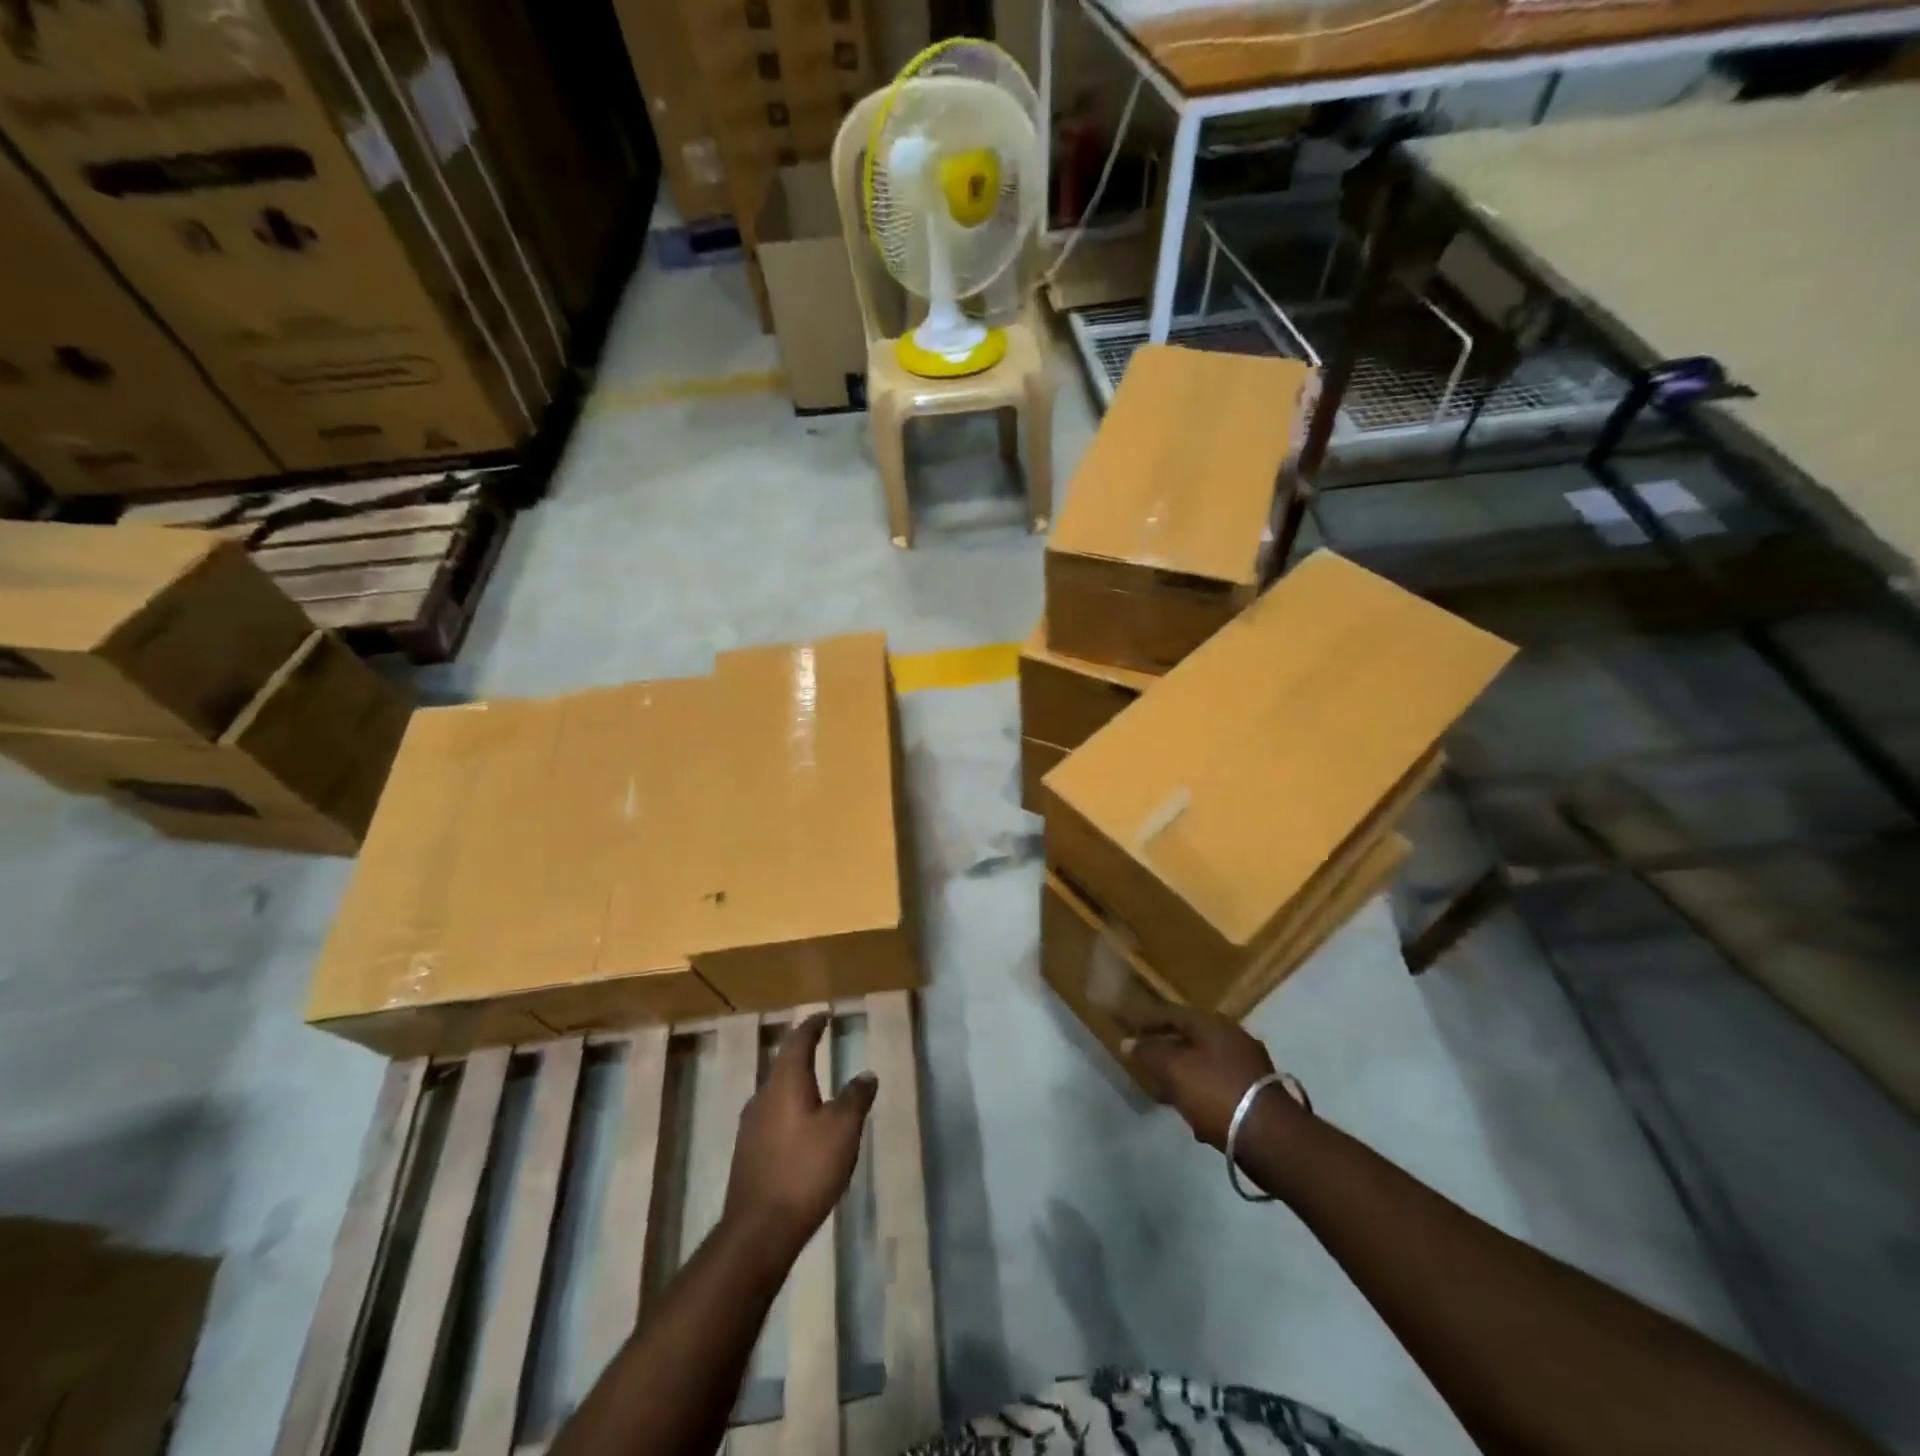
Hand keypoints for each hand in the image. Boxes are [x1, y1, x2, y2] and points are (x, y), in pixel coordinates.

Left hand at [723, 1012, 876, 1262]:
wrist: (759, 1230)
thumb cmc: (805, 1170)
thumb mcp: (843, 1130)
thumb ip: (855, 1097)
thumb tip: (866, 1073)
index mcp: (785, 1082)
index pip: (798, 1041)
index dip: (812, 1026)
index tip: (824, 1016)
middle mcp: (763, 1096)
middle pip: (783, 1063)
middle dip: (801, 1051)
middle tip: (819, 1042)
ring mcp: (751, 1126)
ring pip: (775, 1090)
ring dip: (794, 1080)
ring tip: (814, 1081)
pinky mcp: (748, 1152)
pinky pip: (771, 1115)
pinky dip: (788, 1106)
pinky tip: (800, 1124)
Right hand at [1117, 1002, 1279, 1148]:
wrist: (1271, 1138)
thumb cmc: (1216, 1093)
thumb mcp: (1175, 1070)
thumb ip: (1149, 1054)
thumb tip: (1128, 1042)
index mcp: (1213, 1025)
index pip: (1171, 1013)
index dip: (1145, 1019)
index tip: (1125, 1025)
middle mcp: (1233, 1038)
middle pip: (1189, 1038)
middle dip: (1164, 1049)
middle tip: (1143, 1059)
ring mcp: (1248, 1065)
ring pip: (1204, 1063)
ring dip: (1182, 1074)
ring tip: (1163, 1091)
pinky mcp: (1256, 1093)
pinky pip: (1218, 1085)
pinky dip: (1201, 1094)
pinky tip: (1193, 1115)